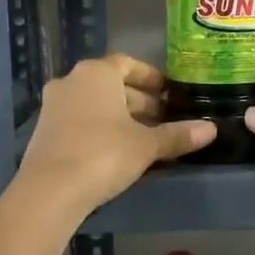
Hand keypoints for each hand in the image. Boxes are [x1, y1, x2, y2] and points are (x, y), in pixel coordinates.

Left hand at [16, 54, 213, 216]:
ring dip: (121, 117)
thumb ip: (177, 134)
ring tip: (146, 138)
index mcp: (96, 73)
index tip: (169, 93)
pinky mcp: (44, 132)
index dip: (152, 77)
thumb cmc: (104, 154)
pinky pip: (80, 122)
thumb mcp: (147, 145)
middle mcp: (71, 81)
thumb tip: (211, 129)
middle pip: (112, 85)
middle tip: (164, 120)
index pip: (128, 64)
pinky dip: (101, 130)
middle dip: (140, 101)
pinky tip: (119, 152)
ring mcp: (53, 107)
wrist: (50, 191)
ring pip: (95, 105)